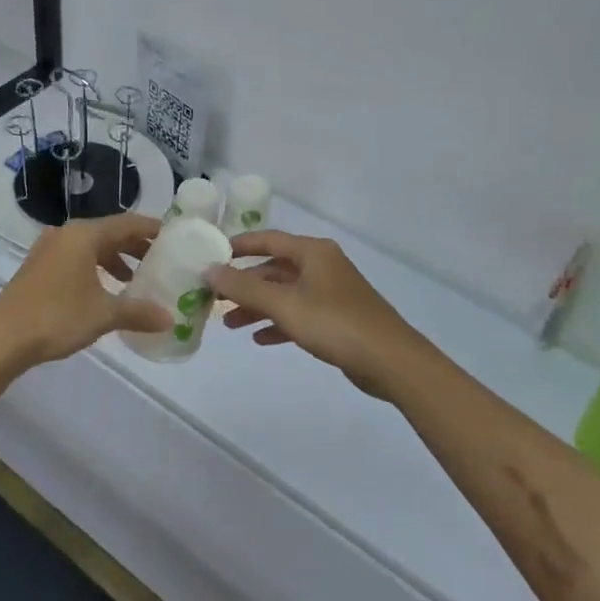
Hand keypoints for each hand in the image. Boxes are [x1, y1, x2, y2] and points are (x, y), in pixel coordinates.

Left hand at [0, 214, 172, 373]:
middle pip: (109, 232)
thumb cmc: (56, 317)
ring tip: (134, 279)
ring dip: (115, 259)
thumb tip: (169, 319)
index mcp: (84, 235)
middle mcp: (66, 234)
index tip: (175, 237)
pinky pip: (76, 258)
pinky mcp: (38, 267)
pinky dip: (95, 268)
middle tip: (160, 260)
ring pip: (91, 247)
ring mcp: (49, 249)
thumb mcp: (103, 315)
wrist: (0, 339)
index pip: (128, 222)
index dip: (152, 228)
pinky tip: (104, 291)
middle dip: (135, 246)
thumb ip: (138, 312)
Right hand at [207, 231, 439, 399]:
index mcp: (313, 252)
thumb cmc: (335, 323)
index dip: (239, 246)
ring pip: (285, 294)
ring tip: (231, 325)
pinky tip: (260, 339)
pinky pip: (299, 314)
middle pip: (275, 269)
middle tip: (216, 299)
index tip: (212, 256)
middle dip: (245, 285)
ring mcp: (331, 292)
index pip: (268, 239)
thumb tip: (209, 269)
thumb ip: (244, 287)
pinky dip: (279, 323)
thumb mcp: (284, 304)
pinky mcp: (337, 318)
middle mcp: (322, 266)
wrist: (390, 361)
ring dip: (258, 307)